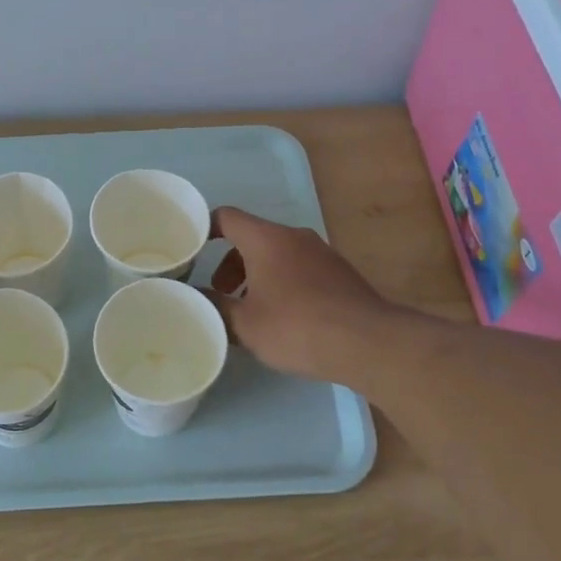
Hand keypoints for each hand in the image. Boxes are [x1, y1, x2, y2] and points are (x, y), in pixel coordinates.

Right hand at [204, 206, 394, 383]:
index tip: (191, 251)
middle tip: (221, 292)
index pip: (227, 217)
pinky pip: (299, 267)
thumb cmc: (297, 327)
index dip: (205, 229)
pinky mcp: (339, 272)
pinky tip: (284, 316)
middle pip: (252, 237)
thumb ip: (214, 306)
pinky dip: (282, 282)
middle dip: (230, 262)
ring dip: (257, 274)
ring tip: (250, 309)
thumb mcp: (245, 324)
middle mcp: (294, 236)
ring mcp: (321, 252)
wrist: (368, 343)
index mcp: (266, 239)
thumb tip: (192, 297)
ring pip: (277, 253)